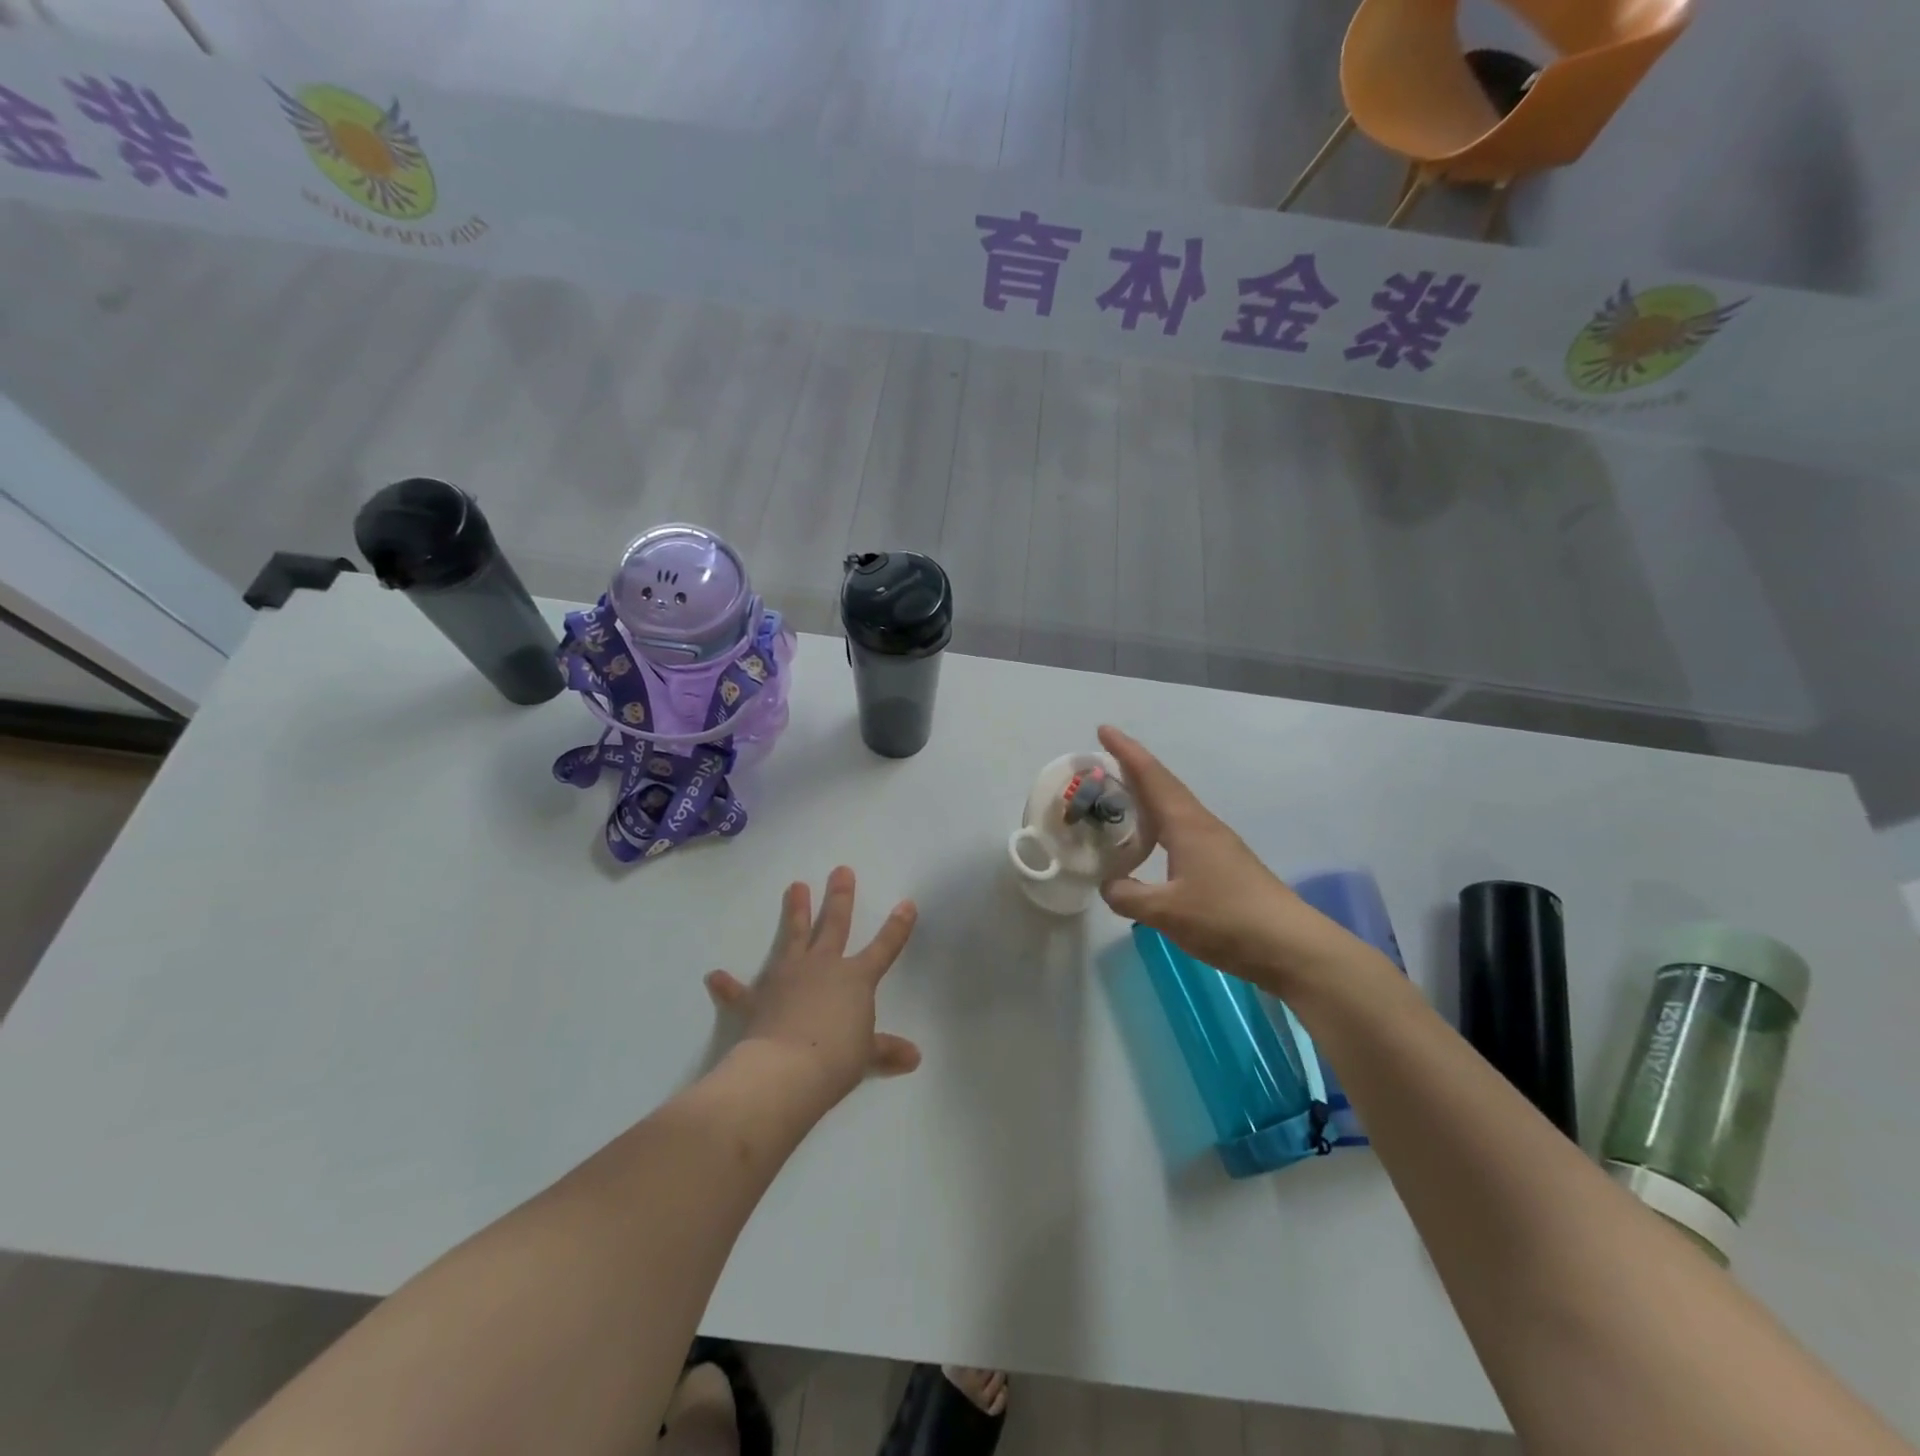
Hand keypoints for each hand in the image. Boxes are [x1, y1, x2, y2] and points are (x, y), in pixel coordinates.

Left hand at [705, 867, 920, 1103]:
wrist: (786, 1071)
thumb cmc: (836, 1060)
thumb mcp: (866, 1056)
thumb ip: (886, 1050)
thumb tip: (914, 1057)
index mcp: (855, 979)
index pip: (884, 948)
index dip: (897, 927)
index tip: (907, 904)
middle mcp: (823, 967)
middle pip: (835, 925)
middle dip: (840, 897)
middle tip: (840, 870)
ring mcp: (788, 977)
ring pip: (794, 937)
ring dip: (795, 912)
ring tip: (796, 886)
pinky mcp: (758, 999)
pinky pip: (740, 992)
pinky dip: (728, 985)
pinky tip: (714, 976)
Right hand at [1097, 725, 1361, 993]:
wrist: (1291, 947)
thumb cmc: (1227, 919)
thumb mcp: (1166, 912)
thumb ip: (1129, 896)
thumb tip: (1108, 885)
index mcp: (1187, 825)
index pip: (1151, 777)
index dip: (1126, 752)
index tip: (1104, 729)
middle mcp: (1203, 826)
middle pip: (1163, 787)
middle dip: (1133, 770)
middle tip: (1101, 765)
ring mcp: (1218, 845)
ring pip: (1174, 810)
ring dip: (1147, 799)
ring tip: (1119, 802)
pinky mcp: (1225, 866)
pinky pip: (1183, 832)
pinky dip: (1159, 827)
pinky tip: (1151, 845)